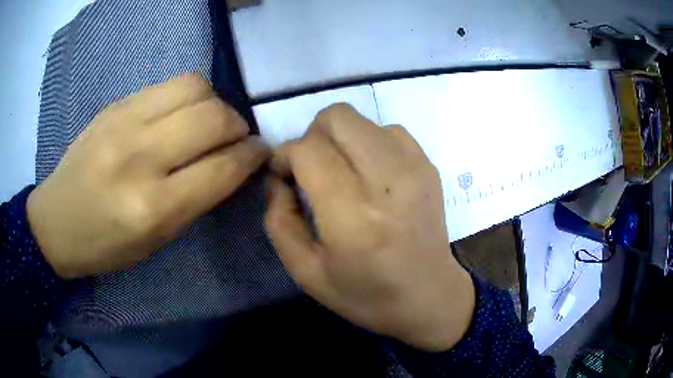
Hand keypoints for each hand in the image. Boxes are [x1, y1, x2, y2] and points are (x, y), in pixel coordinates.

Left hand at [27, 73, 268, 278]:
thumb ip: (197, 199)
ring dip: (214, 103)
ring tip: (207, 121)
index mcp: (152, 207)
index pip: (222, 168)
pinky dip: (188, 96)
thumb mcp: (157, 239)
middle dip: (238, 126)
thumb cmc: (106, 245)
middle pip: (213, 118)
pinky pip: (168, 84)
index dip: (252, 157)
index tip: (261, 153)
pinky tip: (179, 114)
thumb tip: (233, 162)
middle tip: (234, 138)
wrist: (56, 221)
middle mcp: (139, 157)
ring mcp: (123, 121)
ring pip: (195, 86)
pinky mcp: (115, 104)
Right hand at [265, 104, 474, 351]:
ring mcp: (414, 168)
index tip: (283, 174)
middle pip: (336, 117)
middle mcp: (387, 181)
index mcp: (354, 217)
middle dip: (311, 136)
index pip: (308, 150)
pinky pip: (387, 130)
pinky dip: (368, 143)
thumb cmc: (366, 295)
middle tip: (310, 168)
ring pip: (360, 119)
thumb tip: (277, 178)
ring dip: (339, 138)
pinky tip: (369, 175)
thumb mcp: (306, 272)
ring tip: (340, 172)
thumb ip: (280, 220)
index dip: (284, 155)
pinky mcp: (428, 165)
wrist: (430, 297)